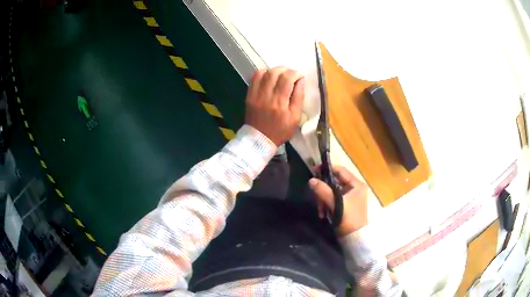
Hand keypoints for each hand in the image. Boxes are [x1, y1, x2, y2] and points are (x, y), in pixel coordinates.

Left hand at [245, 67, 304, 145]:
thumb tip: (301, 81)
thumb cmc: (281, 130)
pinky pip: (254, 77)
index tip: (300, 77)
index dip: (295, 74)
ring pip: (264, 72)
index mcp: (280, 103)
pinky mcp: (249, 95)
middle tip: (291, 74)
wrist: (259, 139)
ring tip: (281, 74)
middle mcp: (266, 96)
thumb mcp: (296, 117)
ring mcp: (256, 95)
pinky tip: (269, 76)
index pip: (287, 78)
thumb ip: (299, 97)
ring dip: (275, 70)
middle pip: (275, 73)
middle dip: (286, 70)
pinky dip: (263, 73)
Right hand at [309, 165, 368, 236]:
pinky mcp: (347, 205)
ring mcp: (351, 197)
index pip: (341, 170)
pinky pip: (334, 199)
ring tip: (320, 209)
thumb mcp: (336, 203)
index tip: (314, 172)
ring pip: (333, 191)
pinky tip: (323, 213)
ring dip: (324, 199)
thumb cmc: (348, 218)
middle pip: (335, 182)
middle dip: (324, 190)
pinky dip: (327, 204)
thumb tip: (311, 180)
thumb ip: (323, 190)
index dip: (327, 170)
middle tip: (316, 197)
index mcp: (357, 184)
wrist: (354, 238)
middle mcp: (355, 188)